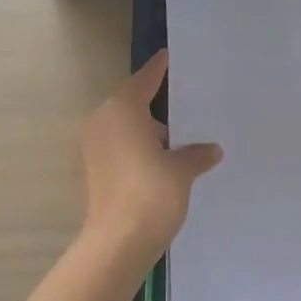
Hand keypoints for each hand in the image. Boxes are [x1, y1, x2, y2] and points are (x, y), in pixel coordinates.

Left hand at [79, 50, 221, 261]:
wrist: (118, 243)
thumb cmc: (152, 193)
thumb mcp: (182, 170)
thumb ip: (196, 154)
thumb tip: (210, 150)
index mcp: (122, 111)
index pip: (144, 81)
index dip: (159, 70)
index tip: (168, 57)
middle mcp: (101, 123)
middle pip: (133, 108)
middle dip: (158, 114)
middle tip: (187, 116)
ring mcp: (92, 149)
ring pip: (125, 132)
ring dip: (148, 138)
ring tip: (179, 149)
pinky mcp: (91, 174)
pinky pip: (118, 152)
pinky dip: (136, 155)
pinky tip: (160, 169)